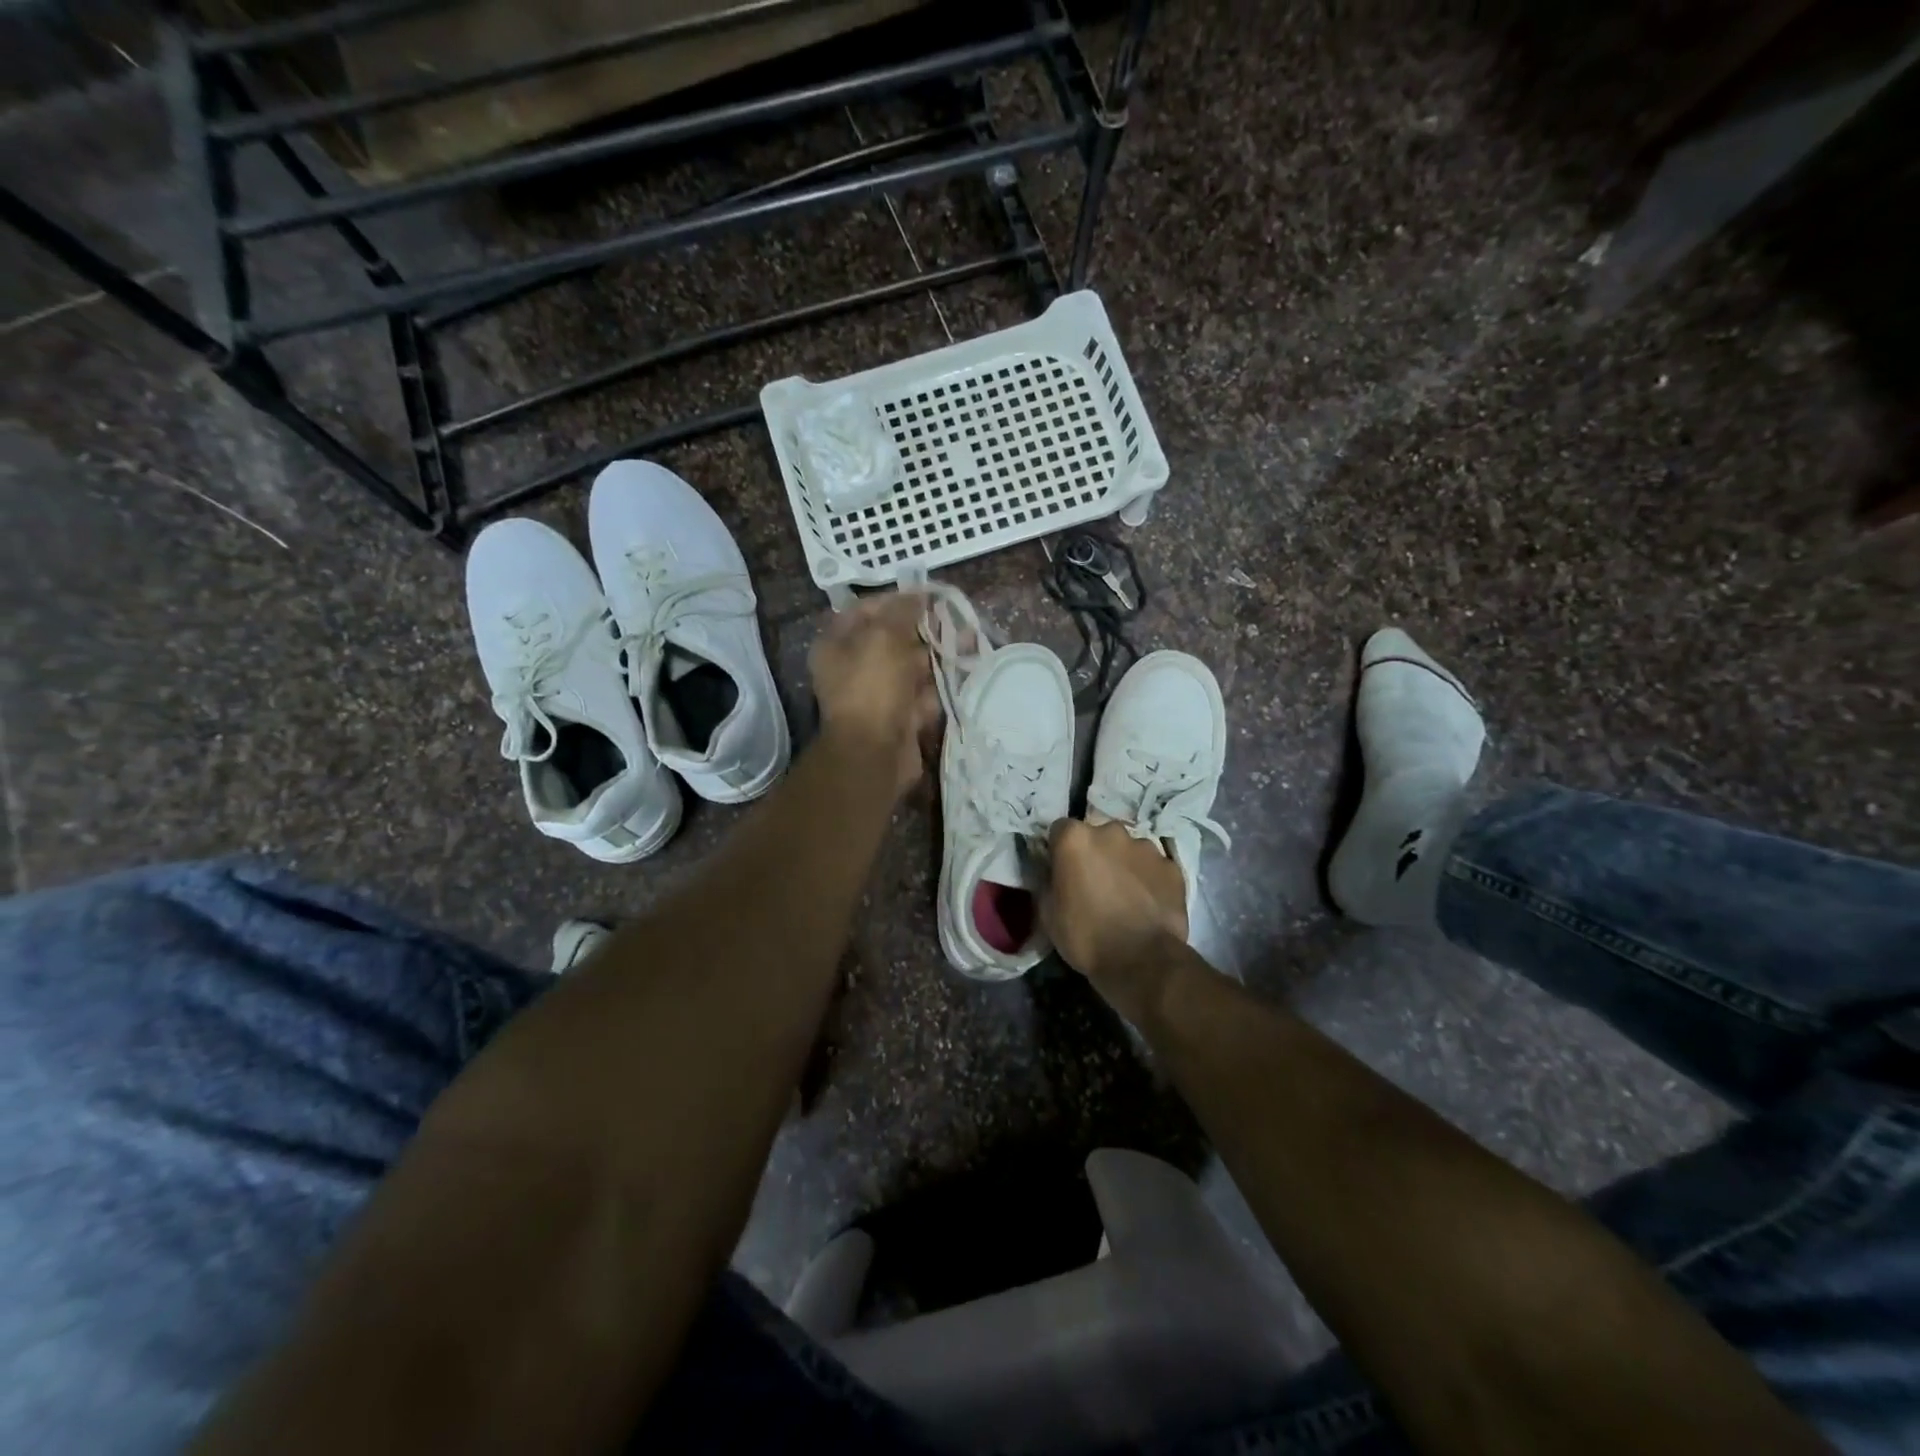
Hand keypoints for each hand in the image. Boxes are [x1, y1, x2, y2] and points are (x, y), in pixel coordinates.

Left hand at [809, 592, 938, 796]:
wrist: (875, 752)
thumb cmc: (872, 686)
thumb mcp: (885, 636)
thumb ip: (903, 611)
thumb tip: (918, 595)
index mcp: (837, 644)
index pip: (865, 610)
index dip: (895, 601)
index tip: (927, 597)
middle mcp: (853, 667)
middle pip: (892, 639)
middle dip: (922, 631)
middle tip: (952, 621)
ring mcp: (877, 694)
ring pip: (911, 668)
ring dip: (935, 659)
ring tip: (964, 645)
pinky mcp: (899, 717)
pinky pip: (921, 696)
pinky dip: (937, 689)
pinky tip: (958, 675)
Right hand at [1043, 819, 1188, 1022]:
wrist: (1140, 960)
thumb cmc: (1085, 936)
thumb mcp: (1048, 912)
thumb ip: (1049, 881)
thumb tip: (1055, 874)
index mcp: (1075, 839)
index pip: (1061, 830)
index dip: (1060, 850)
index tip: (1063, 871)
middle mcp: (1111, 832)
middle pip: (1098, 835)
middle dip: (1095, 853)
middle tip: (1095, 884)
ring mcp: (1145, 847)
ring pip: (1129, 849)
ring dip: (1123, 865)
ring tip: (1125, 896)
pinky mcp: (1172, 866)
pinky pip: (1154, 867)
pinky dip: (1150, 879)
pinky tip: (1148, 904)